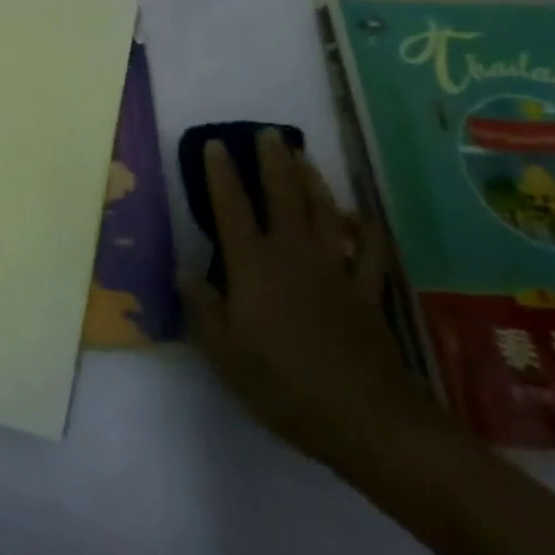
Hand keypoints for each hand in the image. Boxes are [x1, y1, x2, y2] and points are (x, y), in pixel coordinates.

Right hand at [180, 130, 449, 476]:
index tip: (216, 144)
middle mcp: (293, 255)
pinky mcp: (367, 295)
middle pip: (283, 197)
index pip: (232, 207)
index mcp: (253, 265)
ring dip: (314, 182)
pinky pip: (370, 254)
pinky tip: (363, 219)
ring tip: (305, 157)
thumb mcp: (224, 352)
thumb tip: (184, 272)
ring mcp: (335, 272)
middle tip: (269, 133)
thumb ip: (201, 308)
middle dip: (274, 162)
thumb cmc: (283, 384)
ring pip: (324, 214)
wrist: (368, 421)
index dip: (221, 174)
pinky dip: (366, 232)